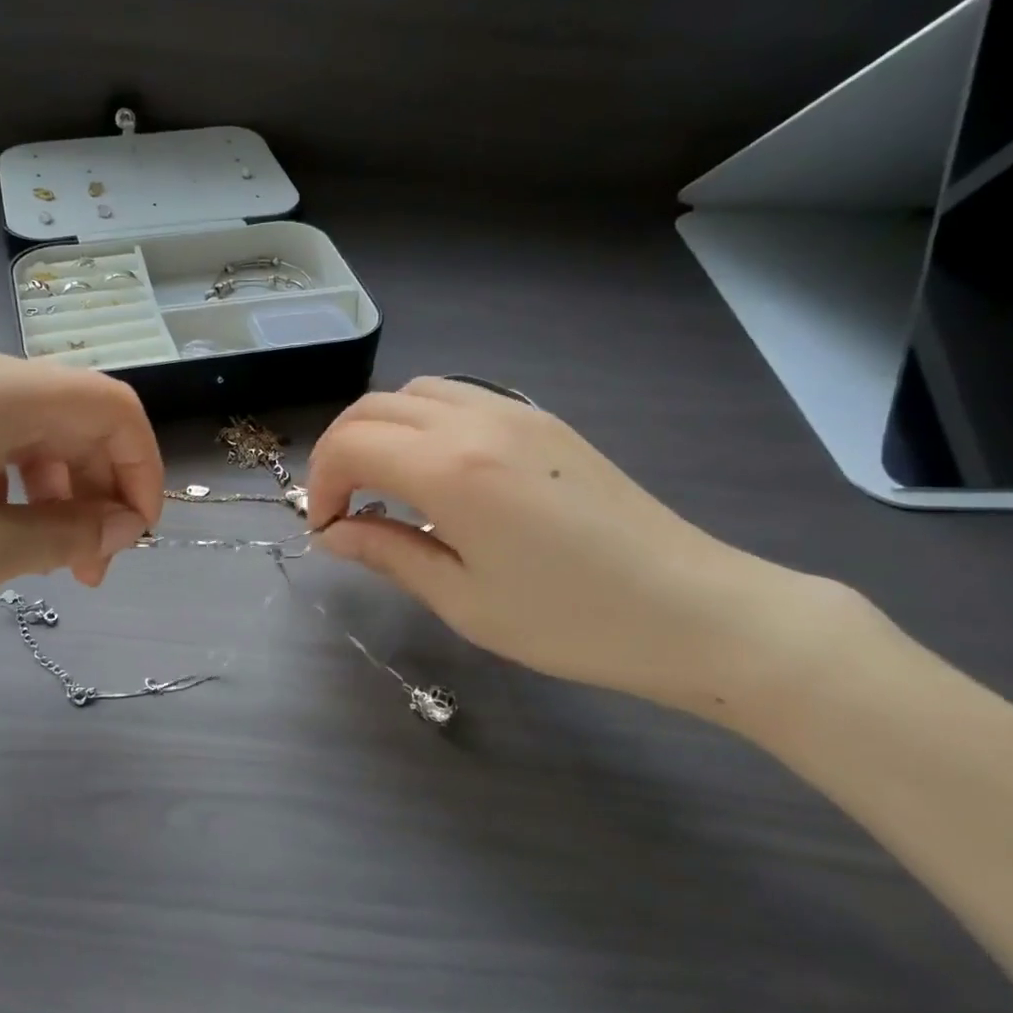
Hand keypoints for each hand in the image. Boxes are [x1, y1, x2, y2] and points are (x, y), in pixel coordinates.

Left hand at [0, 350, 161, 628]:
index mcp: (1, 390)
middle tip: (89, 573)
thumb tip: (126, 524)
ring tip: (43, 563)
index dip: (142, 470)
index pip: (113, 408)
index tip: (135, 537)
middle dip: (98, 494)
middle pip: (75, 422)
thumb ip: (70, 534)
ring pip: (32, 437)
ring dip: (57, 497)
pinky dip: (13, 490)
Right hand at [306, 377, 817, 711]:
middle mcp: (477, 421)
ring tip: (385, 487)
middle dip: (340, 452)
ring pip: (415, 392)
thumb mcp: (462, 599)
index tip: (327, 529)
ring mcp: (516, 413)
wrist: (691, 610)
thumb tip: (332, 534)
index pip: (350, 445)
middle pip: (374, 407)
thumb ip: (387, 553)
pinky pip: (458, 398)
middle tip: (344, 509)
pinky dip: (422, 423)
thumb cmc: (569, 620)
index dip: (321, 484)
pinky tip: (437, 474)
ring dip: (381, 431)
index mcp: (452, 468)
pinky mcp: (543, 421)